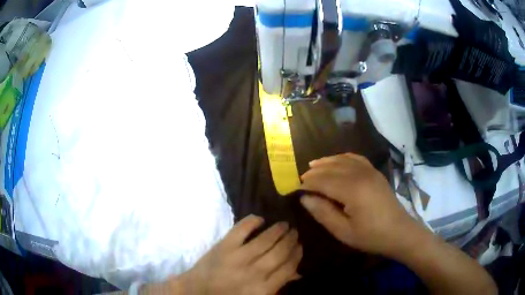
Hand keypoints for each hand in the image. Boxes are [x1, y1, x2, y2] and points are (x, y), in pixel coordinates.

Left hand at [177, 215, 301, 294]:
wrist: (198, 289)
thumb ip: (277, 286)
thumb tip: (297, 273)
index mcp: (263, 289)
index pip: (288, 268)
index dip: (297, 254)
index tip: (300, 246)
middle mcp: (254, 272)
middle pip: (280, 252)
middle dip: (291, 240)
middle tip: (294, 232)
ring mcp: (238, 257)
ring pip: (265, 239)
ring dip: (278, 229)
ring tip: (284, 224)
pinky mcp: (224, 246)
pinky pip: (241, 228)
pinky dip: (252, 221)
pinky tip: (260, 219)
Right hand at [299, 153, 415, 256]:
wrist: (399, 232)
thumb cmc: (371, 236)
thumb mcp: (343, 231)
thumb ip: (323, 213)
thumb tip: (304, 198)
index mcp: (352, 190)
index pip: (322, 181)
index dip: (307, 184)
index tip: (295, 189)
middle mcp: (360, 174)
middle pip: (331, 168)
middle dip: (314, 172)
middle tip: (301, 179)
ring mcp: (369, 171)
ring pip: (342, 160)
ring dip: (326, 162)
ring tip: (313, 166)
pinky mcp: (375, 172)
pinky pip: (356, 158)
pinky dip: (343, 157)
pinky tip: (337, 160)